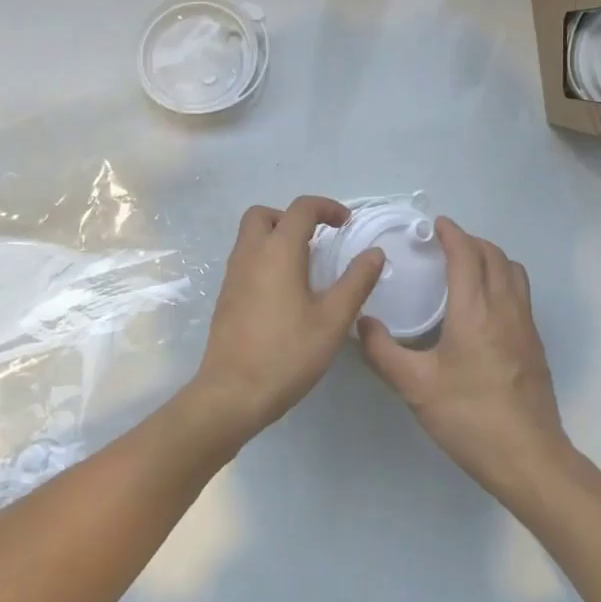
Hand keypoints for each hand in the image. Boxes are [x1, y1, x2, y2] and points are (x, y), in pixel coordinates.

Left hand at [187, 196, 384, 444]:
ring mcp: (233, 275)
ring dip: (277, 237)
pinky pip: (245, 259)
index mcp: (278, 251)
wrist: (232, 394)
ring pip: (251, 236)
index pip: (301, 208)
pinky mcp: (226, 296)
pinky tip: (285, 292)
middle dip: (292, 217)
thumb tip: (374, 252)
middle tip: (317, 240)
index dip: (327, 207)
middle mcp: (250, 254)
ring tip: (305, 266)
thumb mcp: (333, 319)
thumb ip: (356, 281)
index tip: (347, 224)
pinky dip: (265, 258)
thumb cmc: (288, 354)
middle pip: (265, 214)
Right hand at [359, 217, 573, 499]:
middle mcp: (505, 308)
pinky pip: (521, 293)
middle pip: (494, 256)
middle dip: (471, 241)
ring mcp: (526, 325)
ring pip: (514, 272)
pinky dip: (503, 280)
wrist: (529, 458)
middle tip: (446, 244)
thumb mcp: (416, 387)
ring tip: (468, 267)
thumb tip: (362, 324)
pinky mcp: (535, 344)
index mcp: (475, 310)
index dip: (452, 234)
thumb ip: (383, 352)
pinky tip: (485, 305)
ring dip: (491, 258)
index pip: (467, 255)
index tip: (437, 224)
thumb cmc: (470, 418)